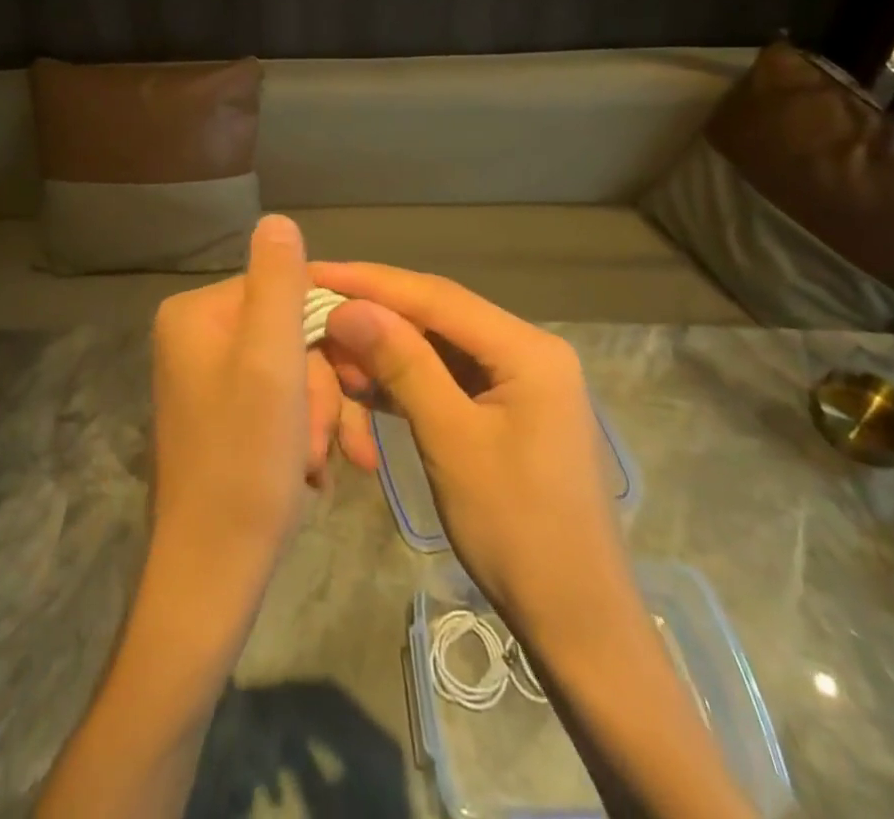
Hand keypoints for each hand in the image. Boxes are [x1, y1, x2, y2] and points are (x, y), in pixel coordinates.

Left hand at [148, 215, 348, 594]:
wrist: (214, 573)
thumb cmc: (245, 462)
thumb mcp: (271, 362)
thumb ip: (279, 284)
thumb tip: (277, 218)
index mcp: (198, 314)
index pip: (286, 290)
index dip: (330, 332)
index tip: (359, 379)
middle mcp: (196, 337)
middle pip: (291, 334)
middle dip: (324, 388)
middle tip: (338, 439)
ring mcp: (208, 378)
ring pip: (293, 372)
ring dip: (321, 416)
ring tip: (327, 464)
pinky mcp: (223, 414)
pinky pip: (279, 402)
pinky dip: (305, 434)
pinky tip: (315, 472)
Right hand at [311, 263, 624, 625]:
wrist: (577, 623)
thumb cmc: (518, 531)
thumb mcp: (451, 440)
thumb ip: (403, 364)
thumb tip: (348, 307)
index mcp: (528, 349)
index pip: (436, 297)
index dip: (371, 282)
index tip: (316, 271)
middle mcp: (527, 350)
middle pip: (438, 316)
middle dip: (376, 314)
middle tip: (317, 312)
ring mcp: (519, 380)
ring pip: (438, 346)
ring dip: (387, 351)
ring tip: (335, 356)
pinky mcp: (506, 409)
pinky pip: (447, 378)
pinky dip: (407, 380)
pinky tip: (366, 386)